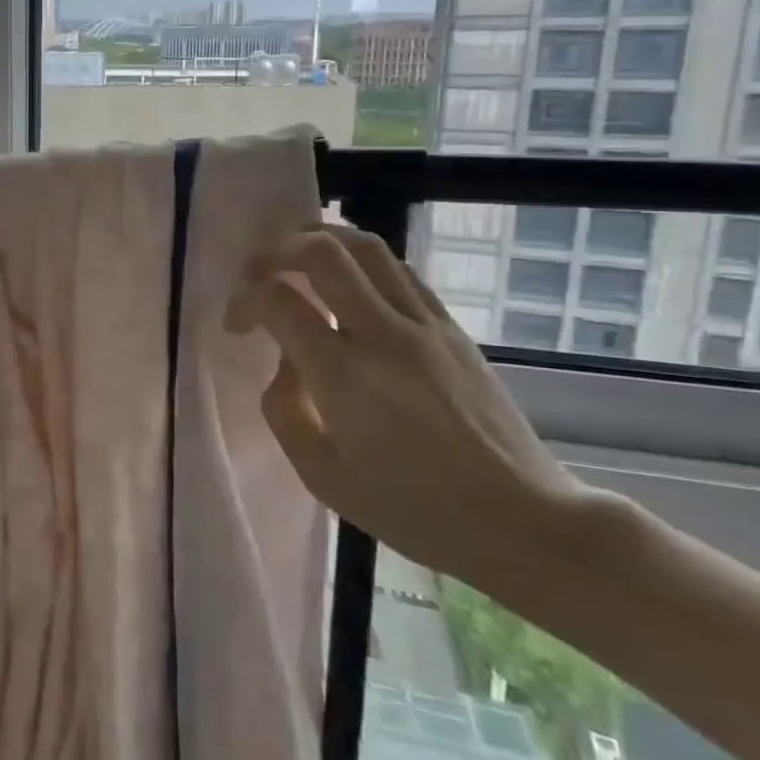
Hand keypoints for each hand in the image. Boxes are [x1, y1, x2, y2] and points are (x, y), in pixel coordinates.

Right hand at [227, 224, 600, 592]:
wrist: (522, 520)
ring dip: (323, 239)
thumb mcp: (323, 477)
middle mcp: (384, 335)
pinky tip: (352, 281)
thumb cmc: (414, 510)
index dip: (244, 301)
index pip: (279, 303)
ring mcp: (424, 325)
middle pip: (325, 252)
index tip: (237, 324)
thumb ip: (285, 411)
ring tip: (299, 256)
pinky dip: (364, 261)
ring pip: (368, 247)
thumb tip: (284, 365)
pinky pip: (401, 271)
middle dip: (279, 249)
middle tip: (260, 269)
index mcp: (345, 376)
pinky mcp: (452, 328)